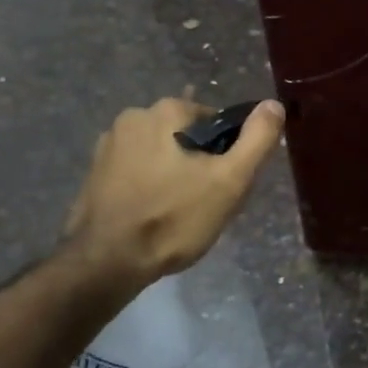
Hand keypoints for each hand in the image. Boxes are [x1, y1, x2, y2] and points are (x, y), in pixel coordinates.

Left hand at [63, 96, 286, 289]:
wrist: (106, 262)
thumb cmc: (174, 217)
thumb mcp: (230, 179)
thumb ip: (258, 138)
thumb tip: (273, 104)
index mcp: (168, 110)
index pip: (217, 122)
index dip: (228, 153)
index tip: (226, 185)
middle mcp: (133, 116)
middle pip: (187, 136)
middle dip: (200, 163)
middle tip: (206, 203)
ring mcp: (108, 144)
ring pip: (162, 153)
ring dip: (174, 173)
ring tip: (179, 213)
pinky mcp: (94, 172)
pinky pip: (137, 170)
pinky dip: (150, 185)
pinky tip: (153, 214)